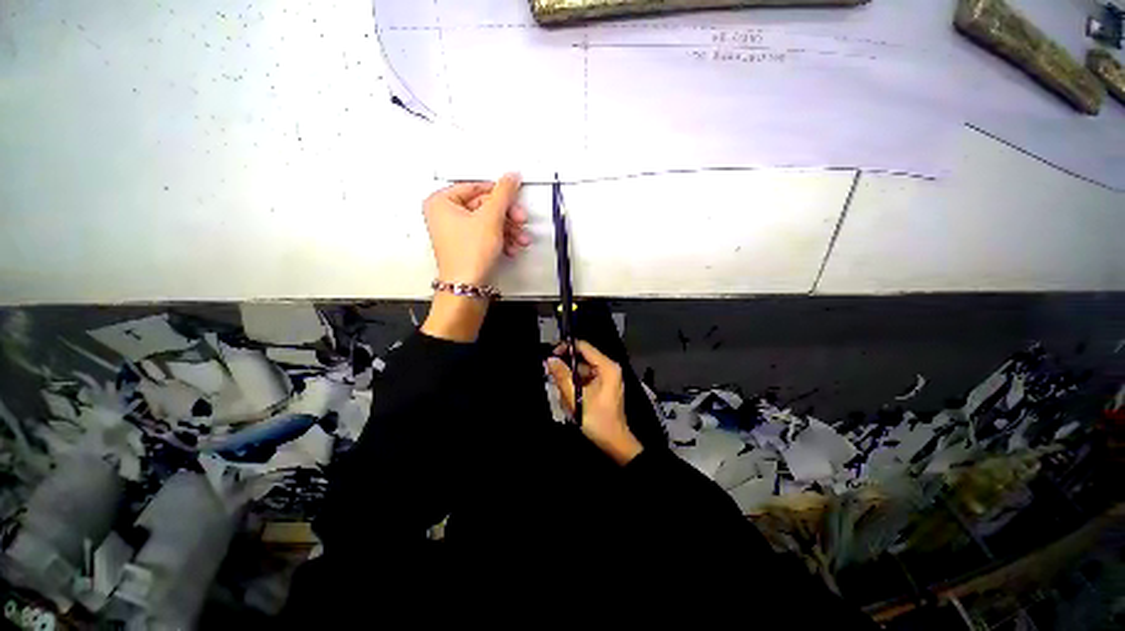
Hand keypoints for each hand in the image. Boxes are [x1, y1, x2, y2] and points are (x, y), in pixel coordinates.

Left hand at [420, 174, 529, 342]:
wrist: (468, 287)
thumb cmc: (468, 256)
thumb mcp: (491, 218)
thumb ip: (503, 194)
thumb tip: (510, 177)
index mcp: (441, 202)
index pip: (475, 187)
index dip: (498, 192)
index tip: (513, 194)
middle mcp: (445, 216)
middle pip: (484, 207)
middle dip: (507, 216)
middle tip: (520, 218)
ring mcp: (455, 233)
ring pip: (488, 223)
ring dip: (508, 230)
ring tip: (520, 238)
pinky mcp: (466, 246)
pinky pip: (487, 236)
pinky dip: (501, 240)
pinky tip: (512, 247)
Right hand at [547, 340, 642, 465]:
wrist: (615, 442)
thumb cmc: (599, 420)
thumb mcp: (577, 398)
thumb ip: (563, 377)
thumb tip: (550, 360)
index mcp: (607, 367)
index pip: (584, 347)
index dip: (566, 348)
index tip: (551, 356)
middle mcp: (608, 368)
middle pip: (581, 359)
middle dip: (566, 369)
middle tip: (553, 379)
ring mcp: (606, 377)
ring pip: (581, 371)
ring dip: (569, 381)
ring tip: (565, 397)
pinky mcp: (602, 385)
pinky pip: (584, 380)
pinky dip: (575, 387)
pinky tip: (570, 400)